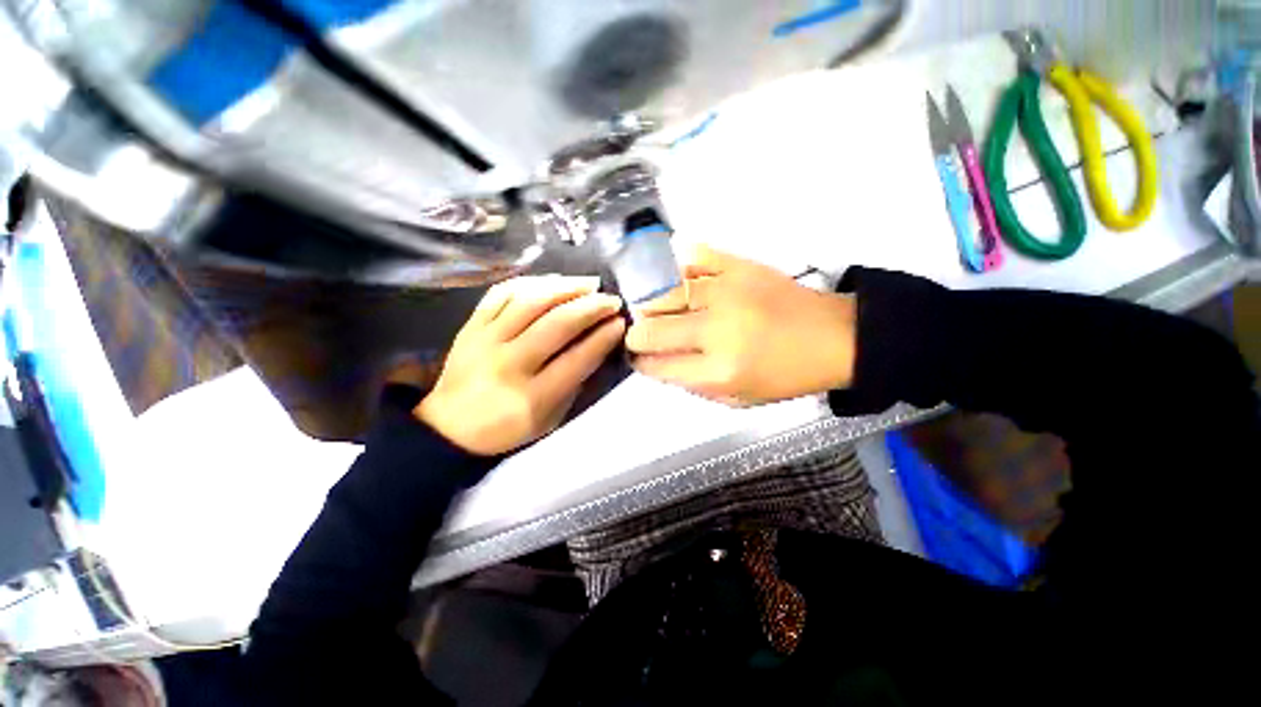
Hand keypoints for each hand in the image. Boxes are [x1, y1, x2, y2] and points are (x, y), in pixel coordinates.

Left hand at [416, 276, 625, 454]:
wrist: (450, 427)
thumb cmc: (508, 428)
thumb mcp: (551, 417)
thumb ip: (576, 381)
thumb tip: (600, 340)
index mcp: (532, 397)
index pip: (578, 358)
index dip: (604, 337)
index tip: (621, 322)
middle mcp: (508, 364)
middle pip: (557, 324)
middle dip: (592, 307)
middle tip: (612, 300)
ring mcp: (485, 341)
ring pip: (531, 300)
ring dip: (567, 287)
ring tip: (589, 284)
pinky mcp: (470, 326)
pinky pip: (502, 293)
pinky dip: (532, 282)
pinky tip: (553, 281)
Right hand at [626, 245, 855, 405]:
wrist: (834, 338)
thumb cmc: (785, 376)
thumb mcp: (738, 399)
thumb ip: (692, 384)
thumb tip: (657, 363)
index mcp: (718, 371)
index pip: (657, 365)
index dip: (639, 361)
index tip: (636, 357)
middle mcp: (716, 330)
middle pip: (652, 328)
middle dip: (637, 334)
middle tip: (641, 334)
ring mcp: (727, 293)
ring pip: (665, 294)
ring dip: (651, 305)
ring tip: (653, 310)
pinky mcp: (739, 267)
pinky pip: (694, 258)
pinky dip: (677, 266)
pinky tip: (673, 277)